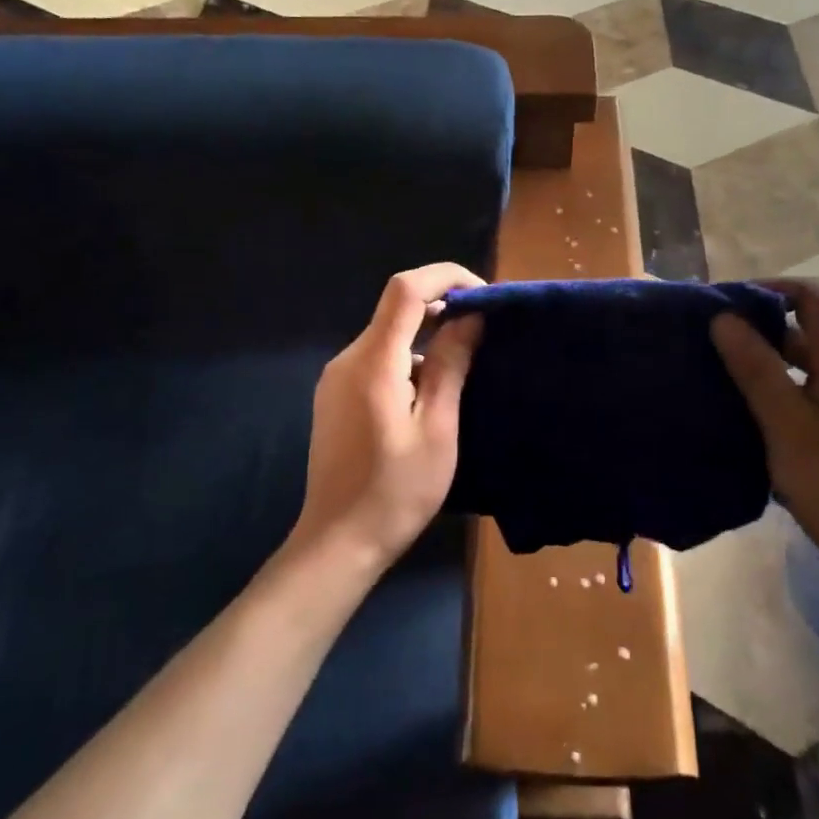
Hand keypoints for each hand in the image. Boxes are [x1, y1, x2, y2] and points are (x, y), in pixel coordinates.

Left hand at [295, 264, 484, 573]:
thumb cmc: (396, 492)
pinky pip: (376, 360)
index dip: (446, 277)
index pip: (405, 289)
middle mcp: (347, 358)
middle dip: (441, 309)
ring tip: (462, 371)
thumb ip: (451, 365)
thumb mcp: (437, 429)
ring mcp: (335, 378)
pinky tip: (428, 396)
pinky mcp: (334, 396)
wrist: (338, 542)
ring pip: (387, 337)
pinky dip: (407, 361)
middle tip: (483, 334)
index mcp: (373, 362)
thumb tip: (469, 317)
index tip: (483, 295)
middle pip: (396, 309)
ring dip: (426, 340)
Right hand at [711, 278, 818, 611]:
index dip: (769, 288)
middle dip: (758, 325)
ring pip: (804, 364)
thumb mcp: (787, 425)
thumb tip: (723, 318)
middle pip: (807, 328)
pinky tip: (745, 410)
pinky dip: (775, 389)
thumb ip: (756, 369)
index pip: (812, 296)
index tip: (724, 304)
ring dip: (764, 360)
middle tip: (710, 339)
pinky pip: (807, 392)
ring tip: (718, 372)